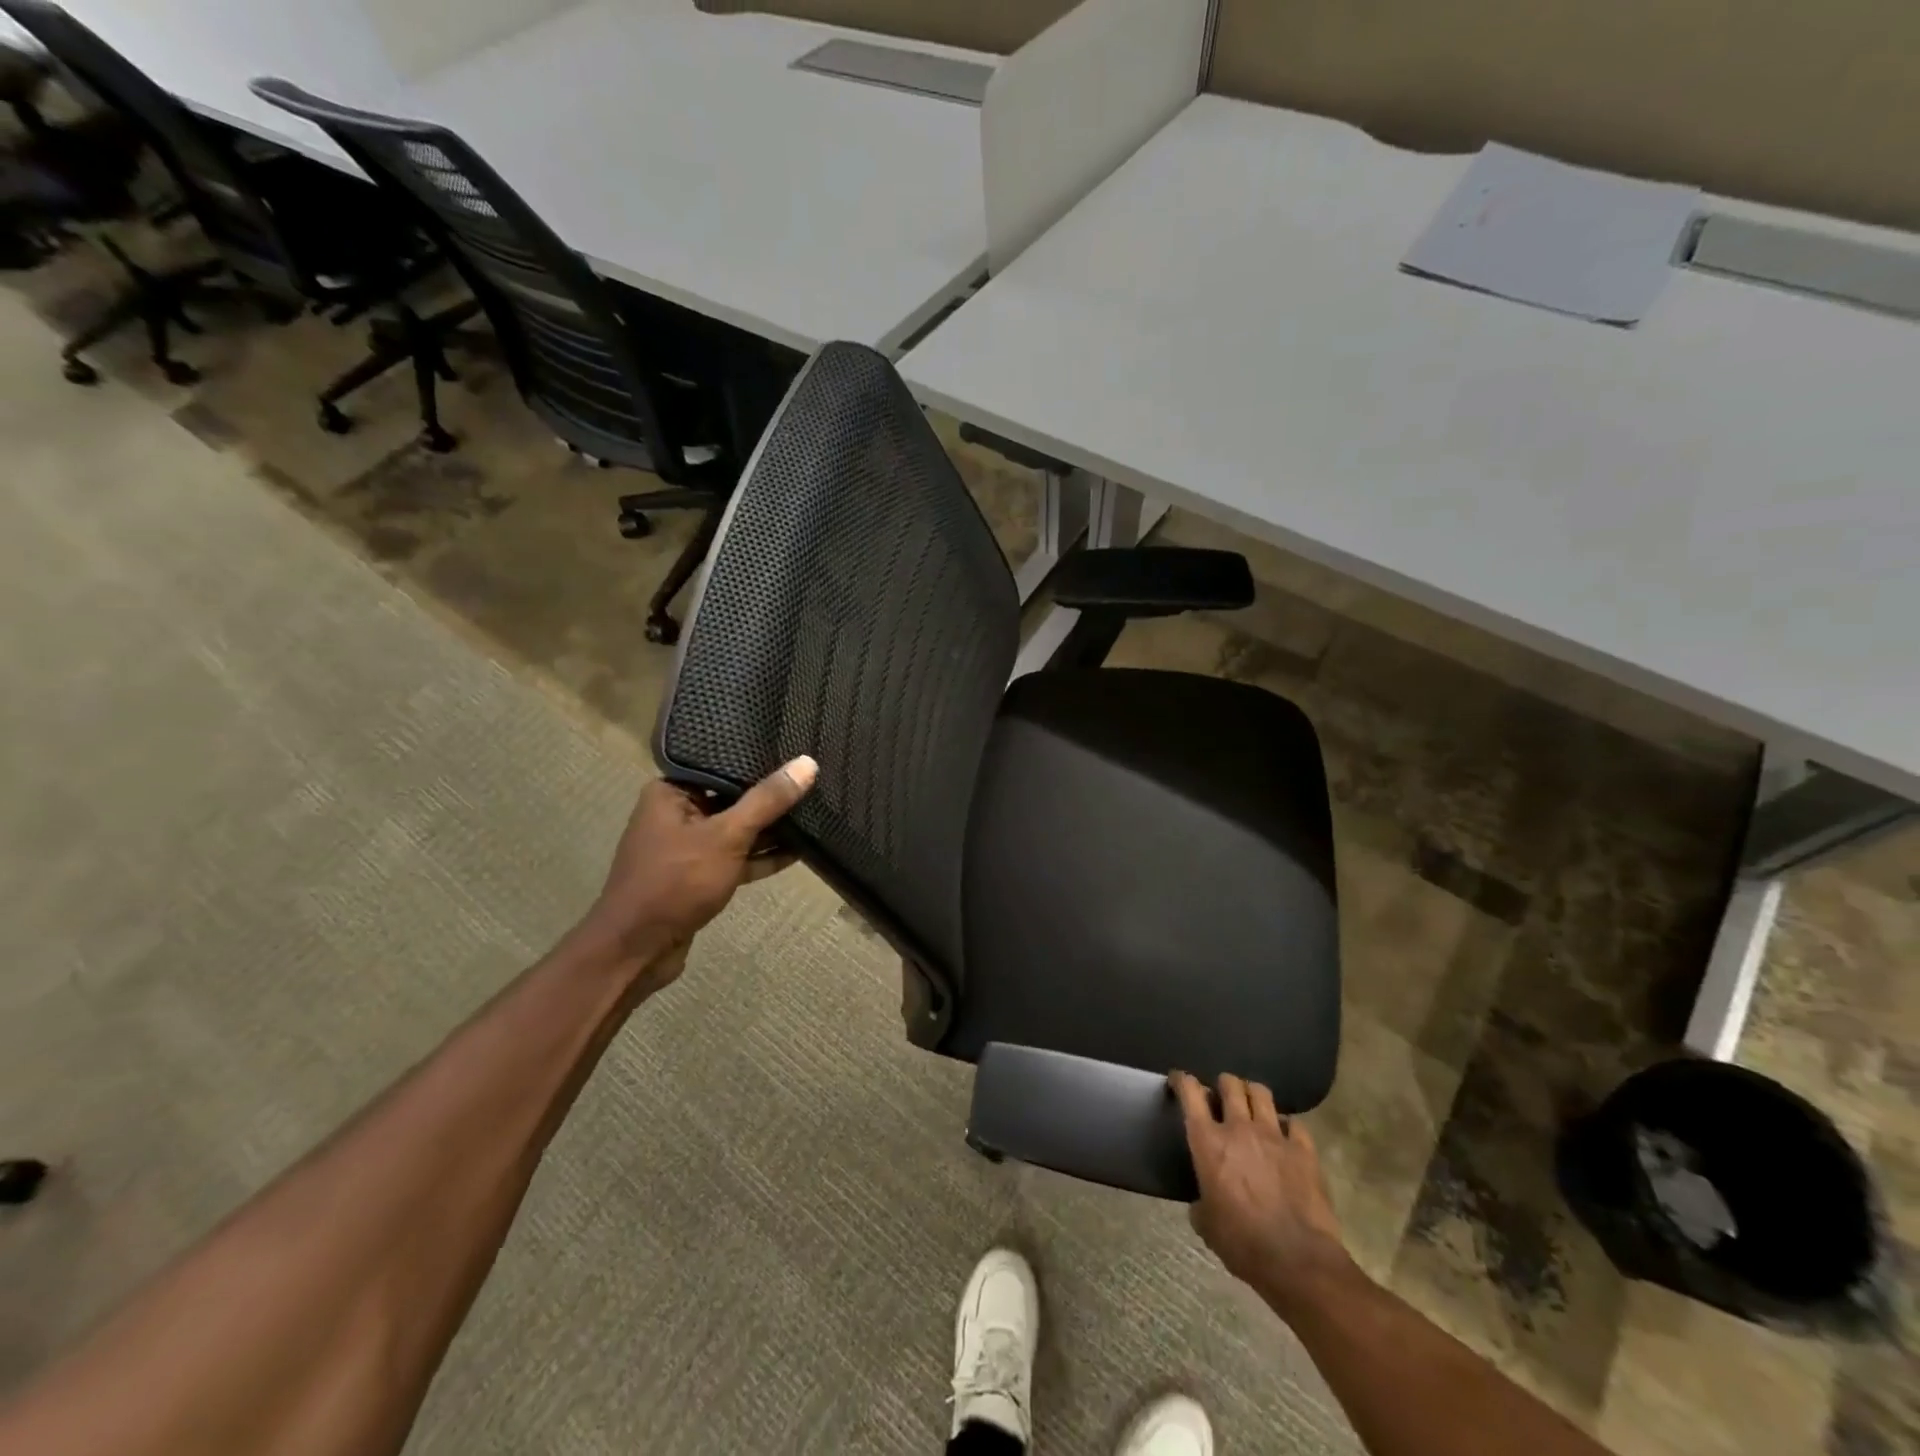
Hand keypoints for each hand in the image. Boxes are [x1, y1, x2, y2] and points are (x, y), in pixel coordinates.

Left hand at [579, 756, 817, 985]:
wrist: (637, 951)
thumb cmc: (676, 882)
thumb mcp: (727, 836)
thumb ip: (768, 801)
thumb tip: (807, 763)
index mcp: (671, 792)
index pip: (723, 765)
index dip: (761, 760)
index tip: (798, 751)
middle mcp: (677, 813)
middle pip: (733, 797)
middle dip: (772, 796)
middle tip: (815, 781)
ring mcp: (689, 847)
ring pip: (738, 830)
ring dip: (772, 828)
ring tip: (816, 812)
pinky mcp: (700, 876)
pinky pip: (737, 857)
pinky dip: (762, 856)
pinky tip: (800, 850)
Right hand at [1172, 1071, 1354, 1316]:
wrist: (1297, 1261)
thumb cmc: (1242, 1243)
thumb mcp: (1206, 1226)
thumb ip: (1200, 1203)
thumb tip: (1202, 1203)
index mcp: (1208, 1142)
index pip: (1190, 1093)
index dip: (1182, 1080)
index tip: (1179, 1080)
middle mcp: (1239, 1128)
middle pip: (1230, 1085)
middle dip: (1223, 1085)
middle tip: (1221, 1096)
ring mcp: (1274, 1136)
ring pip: (1261, 1093)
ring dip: (1252, 1094)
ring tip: (1251, 1104)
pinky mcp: (1304, 1150)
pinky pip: (1294, 1123)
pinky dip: (1287, 1125)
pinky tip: (1285, 1135)